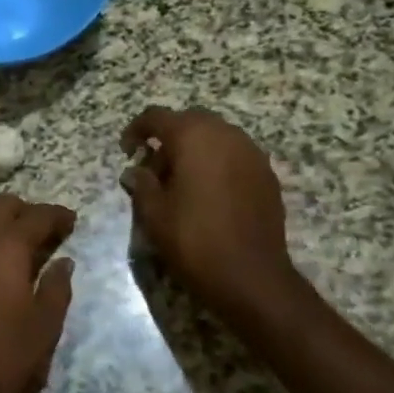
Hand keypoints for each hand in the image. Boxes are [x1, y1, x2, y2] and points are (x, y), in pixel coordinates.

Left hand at [0, 194, 76, 392]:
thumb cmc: (6, 356)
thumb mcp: (45, 325)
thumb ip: (57, 287)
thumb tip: (64, 262)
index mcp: (5, 247)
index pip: (36, 216)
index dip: (57, 215)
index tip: (72, 221)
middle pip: (2, 207)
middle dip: (27, 213)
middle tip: (47, 233)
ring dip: (1, 225)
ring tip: (22, 248)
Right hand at [121, 106, 299, 321]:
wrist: (251, 276)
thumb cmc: (194, 239)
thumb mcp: (154, 214)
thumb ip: (141, 184)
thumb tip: (135, 171)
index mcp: (193, 136)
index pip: (156, 117)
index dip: (136, 130)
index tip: (126, 151)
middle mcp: (225, 134)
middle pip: (189, 121)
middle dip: (168, 137)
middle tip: (153, 167)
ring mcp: (251, 153)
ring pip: (215, 136)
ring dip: (194, 149)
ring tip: (180, 181)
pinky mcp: (267, 174)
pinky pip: (234, 156)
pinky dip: (217, 163)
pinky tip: (208, 193)